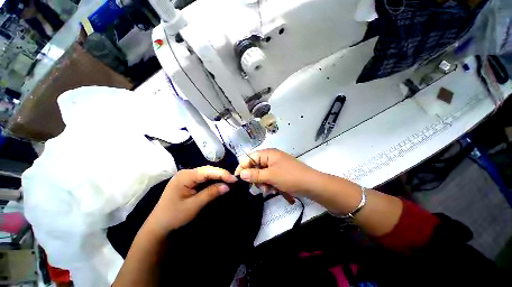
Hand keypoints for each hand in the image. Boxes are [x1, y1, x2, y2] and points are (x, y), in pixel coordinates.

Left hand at [146, 166, 236, 236]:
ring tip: (229, 181)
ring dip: (218, 177)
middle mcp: (186, 173)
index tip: (234, 179)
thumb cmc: (174, 216)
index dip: (222, 174)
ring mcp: (187, 177)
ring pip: (206, 173)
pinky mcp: (188, 182)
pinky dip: (212, 181)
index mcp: (185, 176)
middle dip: (221, 174)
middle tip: (233, 180)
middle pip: (207, 170)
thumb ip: (211, 193)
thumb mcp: (194, 205)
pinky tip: (219, 183)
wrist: (158, 226)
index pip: (207, 171)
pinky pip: (203, 178)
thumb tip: (227, 186)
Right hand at [234, 148, 320, 196]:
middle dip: (255, 177)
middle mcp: (271, 157)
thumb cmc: (290, 177)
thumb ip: (254, 175)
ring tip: (269, 189)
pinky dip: (269, 184)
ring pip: (262, 174)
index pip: (250, 157)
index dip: (243, 167)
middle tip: (259, 186)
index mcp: (268, 154)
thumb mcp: (270, 176)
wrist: (311, 185)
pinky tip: (273, 190)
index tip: (238, 178)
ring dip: (263, 182)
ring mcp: (276, 165)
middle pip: (255, 166)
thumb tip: (241, 174)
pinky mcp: (279, 173)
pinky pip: (269, 177)